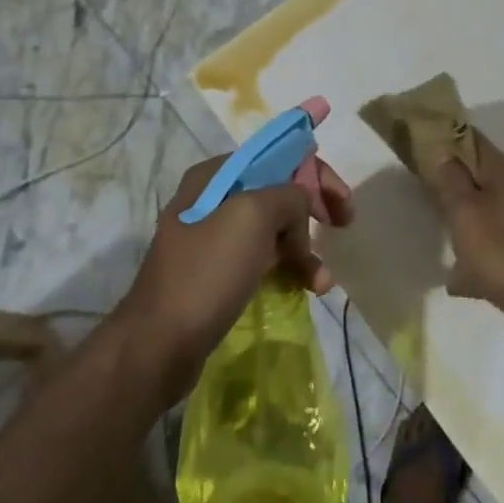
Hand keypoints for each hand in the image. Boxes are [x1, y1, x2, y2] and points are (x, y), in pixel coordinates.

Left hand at [117, 151, 354, 393]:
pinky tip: (308, 289)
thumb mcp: (253, 215)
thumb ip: (288, 195)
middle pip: (278, 192)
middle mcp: (213, 200)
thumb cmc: (207, 271)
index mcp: (215, 176)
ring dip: (304, 248)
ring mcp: (213, 239)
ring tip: (322, 280)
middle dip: (313, 208)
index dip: (315, 171)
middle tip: (344, 224)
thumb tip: (299, 208)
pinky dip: (288, 269)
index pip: (276, 157)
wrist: (159, 345)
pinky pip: (263, 260)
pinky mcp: (217, 274)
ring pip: (274, 230)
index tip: (342, 199)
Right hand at [428, 131, 503, 354]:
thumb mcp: (465, 211)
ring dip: (462, 217)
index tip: (417, 139)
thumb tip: (442, 150)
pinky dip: (474, 256)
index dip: (445, 135)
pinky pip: (492, 246)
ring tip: (433, 227)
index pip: (472, 138)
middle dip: (450, 177)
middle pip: (478, 174)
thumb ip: (450, 179)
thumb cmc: (502, 250)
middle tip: (418, 183)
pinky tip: (456, 278)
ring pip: (484, 210)